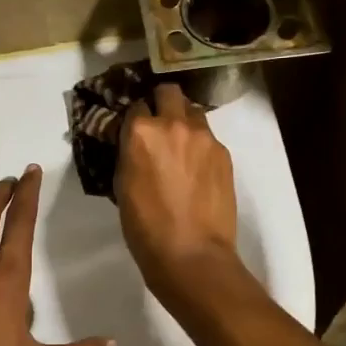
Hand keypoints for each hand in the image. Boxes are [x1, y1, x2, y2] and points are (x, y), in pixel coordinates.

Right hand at [115, 83, 239, 293]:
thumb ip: (129, 154)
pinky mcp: (223, 153)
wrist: (191, 253)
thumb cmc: (145, 226)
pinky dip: (199, 145)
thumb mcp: (122, 185)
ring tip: (179, 145)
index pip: (135, 105)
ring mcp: (203, 136)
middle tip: (157, 124)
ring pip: (193, 111)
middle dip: (161, 102)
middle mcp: (174, 124)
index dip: (133, 117)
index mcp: (141, 132)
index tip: (132, 129)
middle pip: (168, 92)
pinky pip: (208, 137)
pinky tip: (196, 168)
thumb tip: (133, 144)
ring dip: (183, 120)